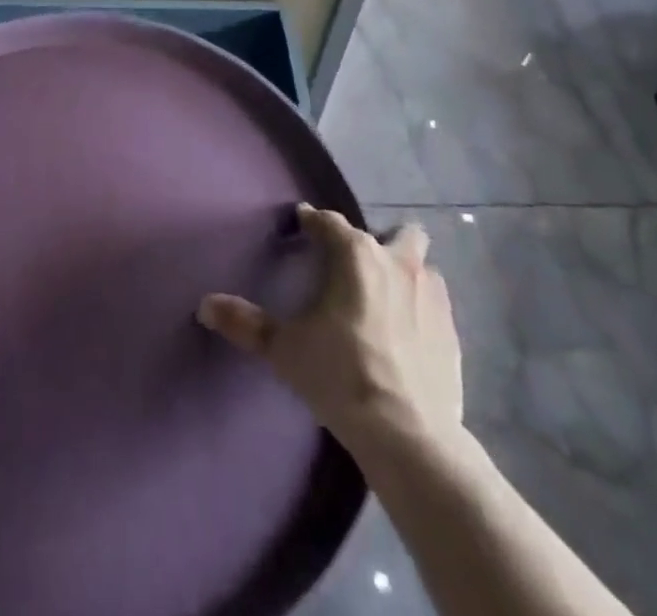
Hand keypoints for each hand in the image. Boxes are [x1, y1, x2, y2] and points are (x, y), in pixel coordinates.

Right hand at [198, 205, 461, 456]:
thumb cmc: (340, 376)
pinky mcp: (451, 329)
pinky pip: (435, 301)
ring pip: (421, 263)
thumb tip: (205, 304)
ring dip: (405, 270)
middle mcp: (396, 262)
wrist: (408, 435)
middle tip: (354, 268)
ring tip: (385, 297)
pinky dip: (421, 305)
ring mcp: (430, 294)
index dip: (312, 222)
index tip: (301, 225)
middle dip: (378, 240)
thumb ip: (245, 322)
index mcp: (355, 255)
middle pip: (396, 232)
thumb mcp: (284, 349)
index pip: (329, 222)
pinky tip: (408, 331)